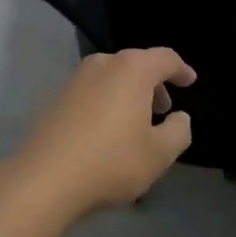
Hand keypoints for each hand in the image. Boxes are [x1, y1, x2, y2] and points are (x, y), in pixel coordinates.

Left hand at [13, 48, 194, 220]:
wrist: (45, 178)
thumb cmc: (111, 161)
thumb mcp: (159, 154)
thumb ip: (179, 131)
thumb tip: (180, 117)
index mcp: (132, 69)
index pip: (165, 58)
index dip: (181, 69)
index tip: (190, 81)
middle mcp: (104, 63)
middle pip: (137, 65)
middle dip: (154, 85)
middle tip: (163, 111)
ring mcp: (76, 78)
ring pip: (113, 77)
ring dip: (129, 94)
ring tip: (136, 124)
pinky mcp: (58, 97)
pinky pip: (94, 91)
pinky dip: (108, 102)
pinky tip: (108, 132)